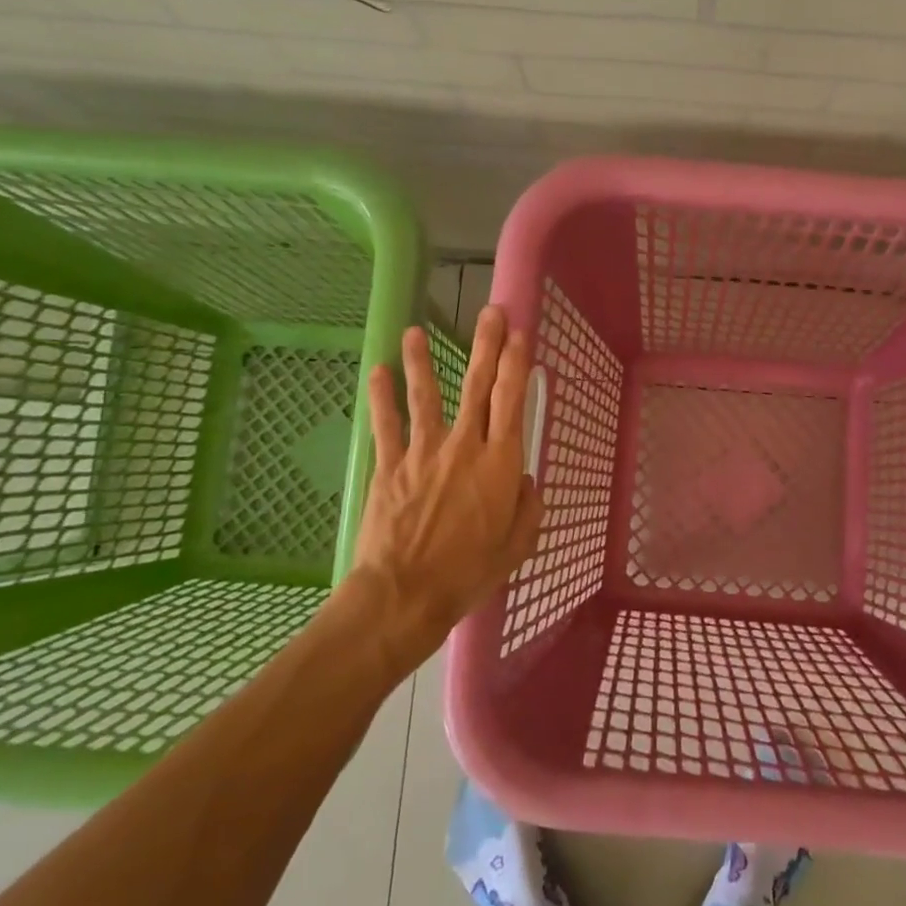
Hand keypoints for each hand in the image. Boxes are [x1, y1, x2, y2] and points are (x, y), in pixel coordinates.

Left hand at [341, 307, 543, 674]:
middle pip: (476, 386)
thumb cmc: (470, 572)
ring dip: (423, 362)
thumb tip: (524, 481)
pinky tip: (378, 372)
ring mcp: (423, 453)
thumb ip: (527, 506)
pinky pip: (386, 425)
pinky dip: (381, 398)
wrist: (406, 594)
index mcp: (500, 462)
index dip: (516, 363)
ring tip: (417, 331)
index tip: (519, 333)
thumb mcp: (518, 545)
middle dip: (485, 345)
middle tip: (490, 311)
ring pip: (425, 396)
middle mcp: (464, 446)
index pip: (511, 400)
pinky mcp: (390, 467)